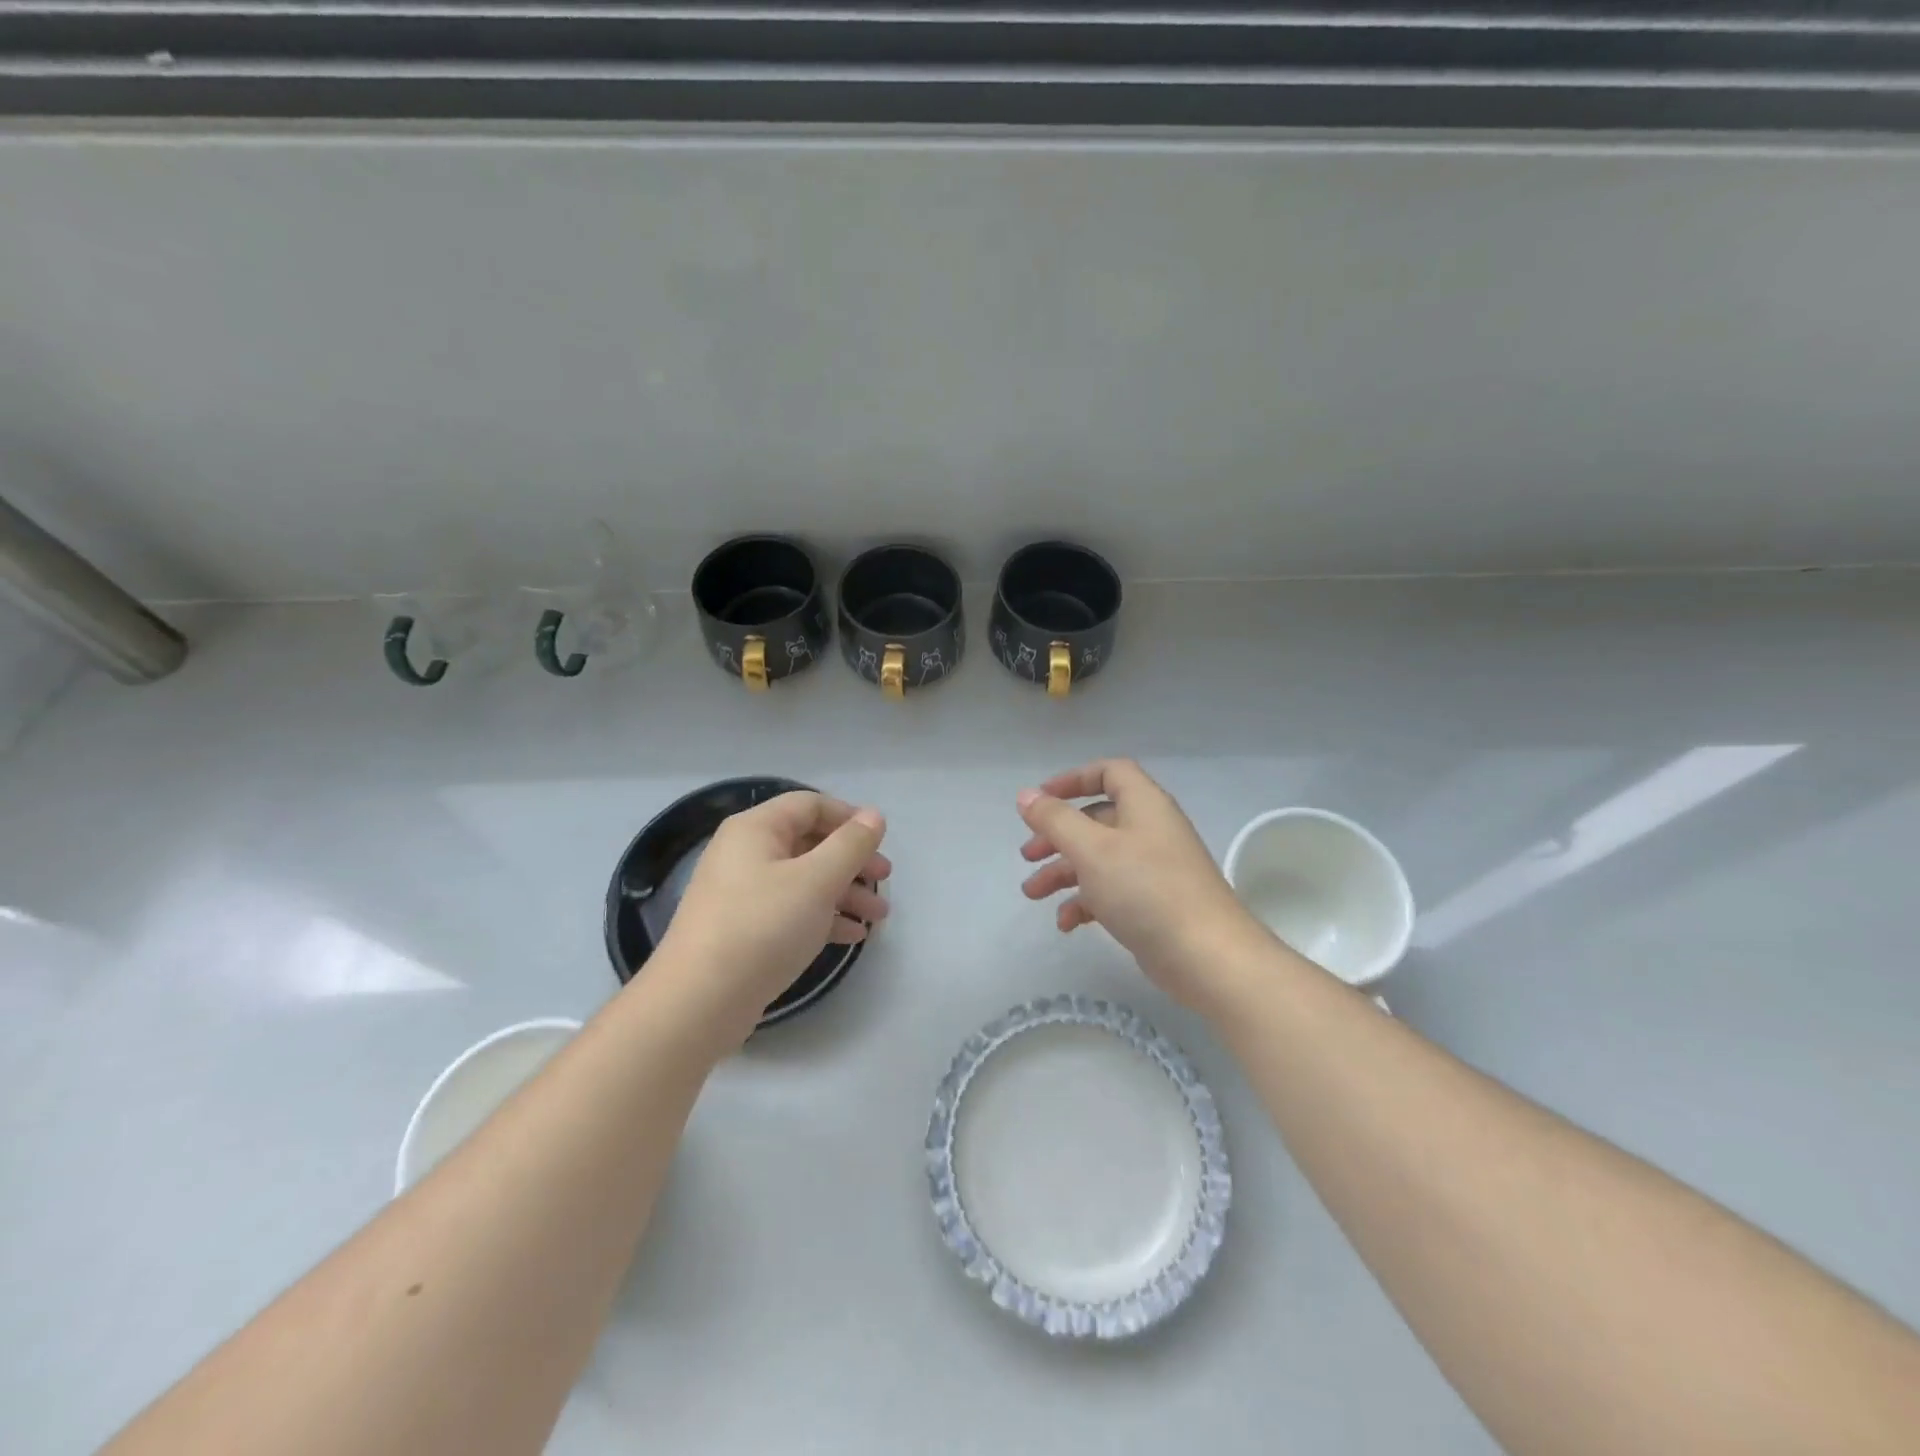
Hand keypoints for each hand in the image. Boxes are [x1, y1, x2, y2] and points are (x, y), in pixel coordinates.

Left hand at [656, 791, 889, 1044]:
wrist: (698, 1002)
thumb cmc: (762, 927)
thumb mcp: (816, 881)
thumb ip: (850, 845)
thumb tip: (874, 815)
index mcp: (756, 829)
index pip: (810, 805)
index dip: (849, 818)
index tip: (881, 842)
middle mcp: (745, 853)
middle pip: (809, 843)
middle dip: (852, 861)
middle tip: (884, 882)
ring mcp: (742, 893)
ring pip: (804, 880)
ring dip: (844, 893)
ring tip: (878, 918)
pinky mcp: (744, 929)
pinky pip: (791, 910)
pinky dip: (823, 917)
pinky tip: (851, 936)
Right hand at [1017, 759, 1265, 1011]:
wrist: (1206, 956)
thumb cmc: (1146, 890)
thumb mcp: (1091, 849)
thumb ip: (1055, 820)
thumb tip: (1026, 795)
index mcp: (1144, 804)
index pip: (1109, 772)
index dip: (1073, 779)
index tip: (1040, 800)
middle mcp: (1151, 830)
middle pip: (1097, 819)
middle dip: (1058, 835)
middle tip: (1028, 855)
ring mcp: (1154, 869)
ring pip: (1099, 858)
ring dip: (1063, 872)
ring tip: (1033, 894)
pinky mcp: (1153, 904)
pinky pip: (1111, 891)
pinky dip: (1085, 902)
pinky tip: (1066, 923)